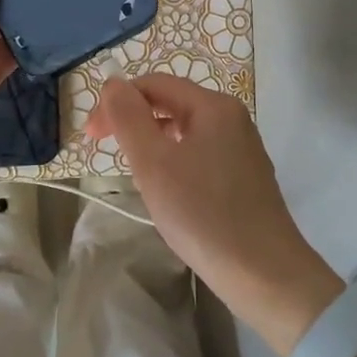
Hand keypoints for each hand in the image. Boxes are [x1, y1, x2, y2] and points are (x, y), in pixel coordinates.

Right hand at [87, 73, 343, 354]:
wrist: (264, 274)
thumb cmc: (203, 214)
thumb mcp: (154, 163)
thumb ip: (129, 117)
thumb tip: (112, 83)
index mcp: (213, 107)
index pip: (155, 84)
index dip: (117, 102)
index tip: (91, 136)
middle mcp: (232, 119)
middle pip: (171, 103)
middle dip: (134, 121)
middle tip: (105, 151)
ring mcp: (242, 149)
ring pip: (184, 131)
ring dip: (152, 142)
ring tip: (134, 172)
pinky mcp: (244, 178)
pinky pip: (200, 154)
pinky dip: (174, 162)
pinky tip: (168, 191)